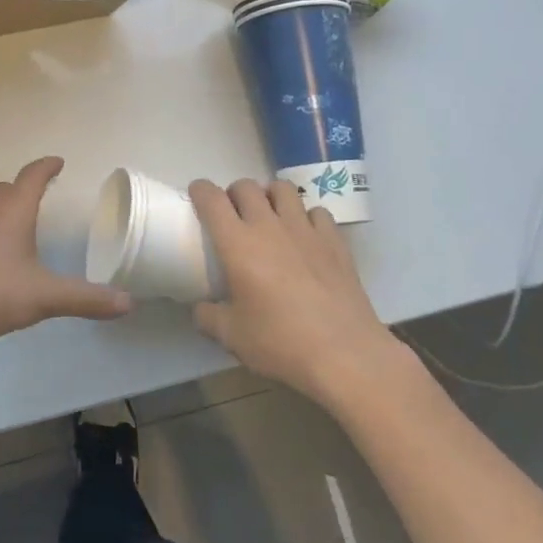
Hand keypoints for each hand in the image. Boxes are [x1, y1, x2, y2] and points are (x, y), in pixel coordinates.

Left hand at [0, 157, 132, 348]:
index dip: (47, 167)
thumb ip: (84, 299)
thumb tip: (127, 303)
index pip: (32, 176)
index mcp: (13, 210)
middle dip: (27, 187)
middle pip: (9, 188)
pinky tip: (0, 257)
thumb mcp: (43, 296)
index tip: (58, 162)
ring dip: (9, 209)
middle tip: (45, 192)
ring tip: (26, 223)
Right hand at [189, 178, 406, 402]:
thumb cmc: (281, 343)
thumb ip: (208, 317)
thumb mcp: (232, 337)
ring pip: (283, 189)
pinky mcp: (334, 241)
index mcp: (237, 244)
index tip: (197, 195)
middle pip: (246, 187)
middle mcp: (269, 226)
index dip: (200, 191)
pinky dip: (307, 216)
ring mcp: (305, 230)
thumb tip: (199, 309)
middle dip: (234, 193)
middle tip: (234, 214)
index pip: (212, 199)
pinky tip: (306, 236)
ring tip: (270, 215)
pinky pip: (317, 212)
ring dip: (270, 196)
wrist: (346, 355)